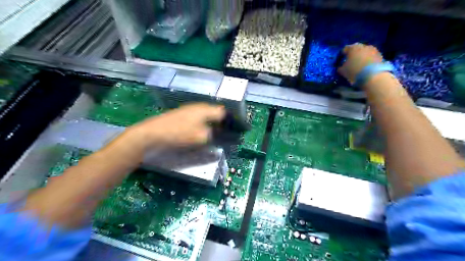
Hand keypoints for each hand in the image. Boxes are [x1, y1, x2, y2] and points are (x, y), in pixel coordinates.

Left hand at [129, 102, 227, 149]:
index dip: (231, 122)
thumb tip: (224, 136)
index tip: (235, 131)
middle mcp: (199, 107)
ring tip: (216, 135)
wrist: (153, 133)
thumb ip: (215, 136)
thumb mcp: (201, 137)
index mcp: (206, 109)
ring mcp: (189, 110)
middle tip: (226, 134)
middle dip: (222, 123)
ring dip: (213, 124)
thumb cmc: (179, 134)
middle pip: (216, 113)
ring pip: (207, 116)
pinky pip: (199, 119)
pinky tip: (202, 133)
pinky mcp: (182, 115)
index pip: (224, 112)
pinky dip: (204, 125)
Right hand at [341, 42, 382, 84]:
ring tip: (358, 65)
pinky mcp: (380, 54)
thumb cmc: (354, 71)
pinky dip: (367, 60)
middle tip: (350, 63)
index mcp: (352, 47)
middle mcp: (363, 45)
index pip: (344, 49)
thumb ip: (340, 67)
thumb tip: (341, 66)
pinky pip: (371, 56)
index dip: (341, 56)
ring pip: (364, 52)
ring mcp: (373, 49)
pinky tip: (365, 67)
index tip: (340, 62)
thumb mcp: (342, 71)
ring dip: (361, 57)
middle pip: (355, 49)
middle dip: (352, 55)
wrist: (373, 76)